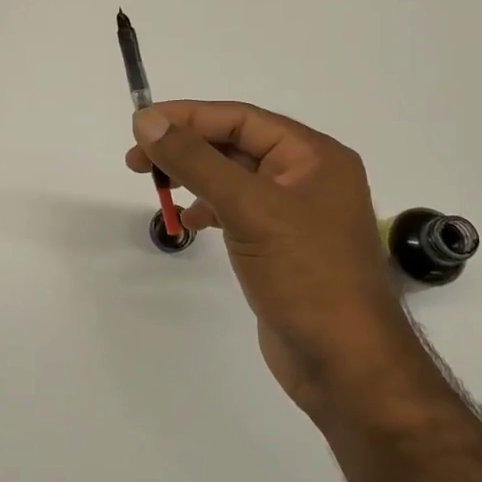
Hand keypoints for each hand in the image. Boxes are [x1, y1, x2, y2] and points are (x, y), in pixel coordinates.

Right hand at [126, 101, 410, 415]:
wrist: (345, 365)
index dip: (188, 117)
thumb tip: (147, 122)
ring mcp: (294, 214)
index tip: (141, 125)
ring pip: (233, 178)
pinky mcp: (280, 246)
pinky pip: (237, 210)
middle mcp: (307, 177)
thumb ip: (196, 161)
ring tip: (155, 185)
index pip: (241, 119)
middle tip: (137, 160)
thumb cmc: (306, 275)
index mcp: (314, 156)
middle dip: (186, 148)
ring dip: (193, 177)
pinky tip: (188, 222)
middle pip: (235, 145)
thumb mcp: (249, 208)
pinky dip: (208, 209)